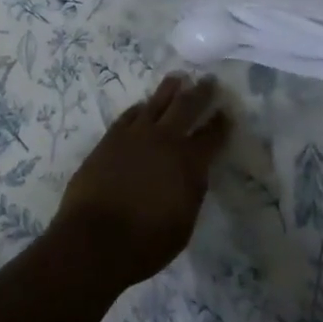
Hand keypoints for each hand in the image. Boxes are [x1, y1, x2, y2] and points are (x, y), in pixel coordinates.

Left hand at [50, 74, 229, 287]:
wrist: (95, 237)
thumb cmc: (145, 243)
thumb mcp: (183, 225)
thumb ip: (192, 191)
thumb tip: (195, 171)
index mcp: (188, 163)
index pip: (211, 136)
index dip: (221, 124)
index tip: (227, 113)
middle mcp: (165, 139)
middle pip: (187, 106)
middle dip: (201, 92)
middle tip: (209, 80)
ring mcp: (136, 133)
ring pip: (158, 101)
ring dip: (171, 89)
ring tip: (178, 78)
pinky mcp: (113, 135)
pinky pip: (131, 113)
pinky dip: (141, 107)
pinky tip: (144, 105)